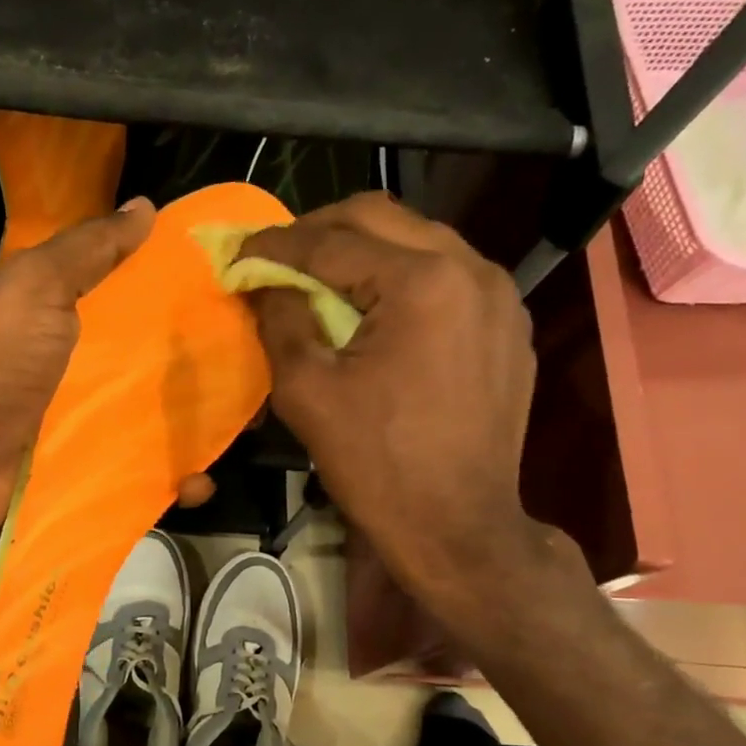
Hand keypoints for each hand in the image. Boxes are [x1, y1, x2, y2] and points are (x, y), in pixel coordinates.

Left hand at [0, 199, 217, 558]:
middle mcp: (96, 372)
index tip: (249, 294)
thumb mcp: (34, 288)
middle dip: (217, 367)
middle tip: (265, 370)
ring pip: (171, 421)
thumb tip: (145, 208)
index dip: (197, 296)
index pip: (152, 301)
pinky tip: (199, 483)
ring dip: (209, 428)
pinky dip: (182, 482)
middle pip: (170, 364)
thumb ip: (87, 250)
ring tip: (248, 428)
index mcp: (83, 321)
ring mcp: (100, 428)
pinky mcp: (103, 477)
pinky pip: (153, 477)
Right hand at [240, 193, 544, 623]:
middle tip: (276, 257)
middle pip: (382, 217)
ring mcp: (500, 296)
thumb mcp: (307, 392)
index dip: (275, 243)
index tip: (237, 251)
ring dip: (362, 250)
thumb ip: (280, 320)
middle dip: (319, 231)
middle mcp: (472, 269)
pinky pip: (447, 276)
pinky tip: (375, 309)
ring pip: (418, 240)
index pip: (333, 239)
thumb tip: (263, 282)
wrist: (457, 528)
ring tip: (320, 279)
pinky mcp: (508, 325)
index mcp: (422, 282)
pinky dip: (401, 278)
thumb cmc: (377, 465)